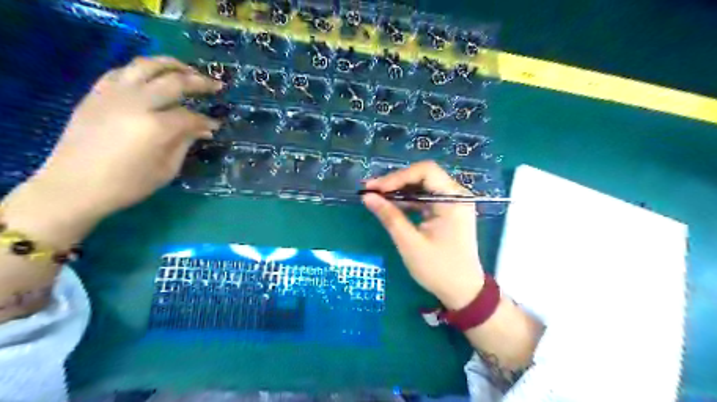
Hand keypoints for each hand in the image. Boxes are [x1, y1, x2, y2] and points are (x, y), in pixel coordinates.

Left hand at [29, 55, 223, 220]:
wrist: (74, 186)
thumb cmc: (127, 184)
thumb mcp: (166, 169)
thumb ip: (185, 143)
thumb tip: (203, 129)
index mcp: (156, 127)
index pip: (190, 116)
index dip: (207, 120)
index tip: (217, 125)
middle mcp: (136, 103)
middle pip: (174, 81)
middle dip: (200, 82)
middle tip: (216, 86)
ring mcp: (113, 94)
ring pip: (147, 65)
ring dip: (172, 65)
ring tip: (187, 70)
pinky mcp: (96, 93)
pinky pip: (122, 71)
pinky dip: (142, 70)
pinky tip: (153, 78)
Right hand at [362, 161, 483, 309]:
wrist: (463, 291)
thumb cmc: (438, 269)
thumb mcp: (410, 243)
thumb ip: (389, 216)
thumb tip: (367, 197)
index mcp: (453, 200)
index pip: (425, 171)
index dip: (397, 177)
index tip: (375, 189)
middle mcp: (456, 195)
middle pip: (424, 176)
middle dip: (396, 182)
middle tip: (371, 191)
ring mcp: (453, 203)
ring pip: (423, 186)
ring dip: (400, 190)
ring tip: (376, 197)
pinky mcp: (448, 211)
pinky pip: (426, 198)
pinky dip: (408, 200)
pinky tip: (391, 205)